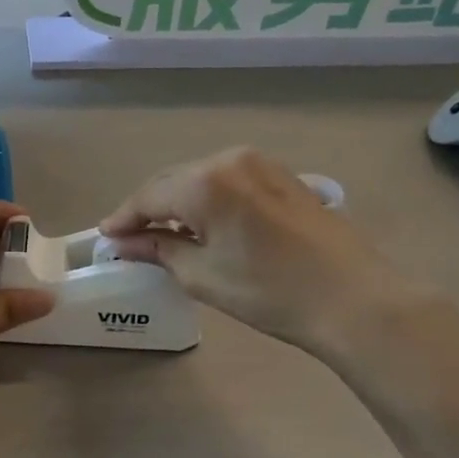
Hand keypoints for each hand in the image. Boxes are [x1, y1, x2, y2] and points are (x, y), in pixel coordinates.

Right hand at [98, 148, 436, 359]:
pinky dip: (208, 199)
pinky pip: (229, 180)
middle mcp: (230, 159)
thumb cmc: (269, 292)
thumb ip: (158, 249)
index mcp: (205, 181)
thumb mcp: (203, 275)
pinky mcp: (282, 176)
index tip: (106, 238)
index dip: (124, 218)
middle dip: (150, 209)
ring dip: (179, 203)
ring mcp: (261, 163)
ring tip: (164, 234)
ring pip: (201, 178)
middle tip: (130, 238)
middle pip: (174, 181)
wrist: (352, 298)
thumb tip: (124, 242)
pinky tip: (205, 224)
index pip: (149, 196)